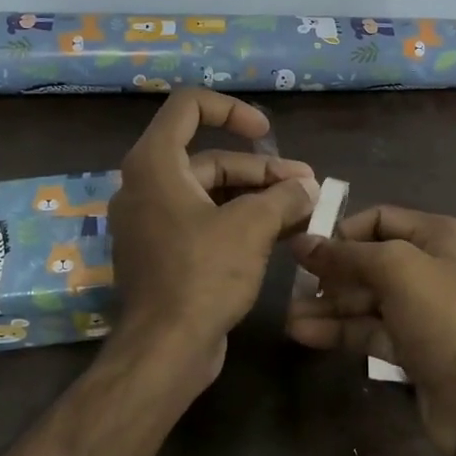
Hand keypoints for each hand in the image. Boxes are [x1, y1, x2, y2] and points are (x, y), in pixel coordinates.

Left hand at [109, 91, 318, 384]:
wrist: (166, 348)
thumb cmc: (203, 274)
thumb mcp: (251, 227)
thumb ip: (283, 197)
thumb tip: (308, 189)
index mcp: (155, 164)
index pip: (189, 107)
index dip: (232, 110)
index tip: (266, 134)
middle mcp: (146, 186)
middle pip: (210, 160)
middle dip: (262, 171)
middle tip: (307, 187)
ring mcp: (153, 223)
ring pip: (211, 195)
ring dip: (256, 198)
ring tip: (304, 210)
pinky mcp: (164, 254)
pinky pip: (204, 223)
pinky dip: (238, 222)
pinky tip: (280, 235)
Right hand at [287, 206, 455, 455]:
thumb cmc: (446, 319)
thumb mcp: (398, 271)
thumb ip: (347, 255)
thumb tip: (302, 243)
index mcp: (441, 236)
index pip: (380, 219)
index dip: (342, 231)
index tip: (305, 249)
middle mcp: (433, 267)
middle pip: (370, 261)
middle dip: (330, 273)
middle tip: (291, 285)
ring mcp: (423, 310)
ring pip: (366, 299)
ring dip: (328, 306)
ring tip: (289, 318)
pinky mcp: (412, 347)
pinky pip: (370, 329)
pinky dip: (340, 330)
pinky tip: (303, 334)